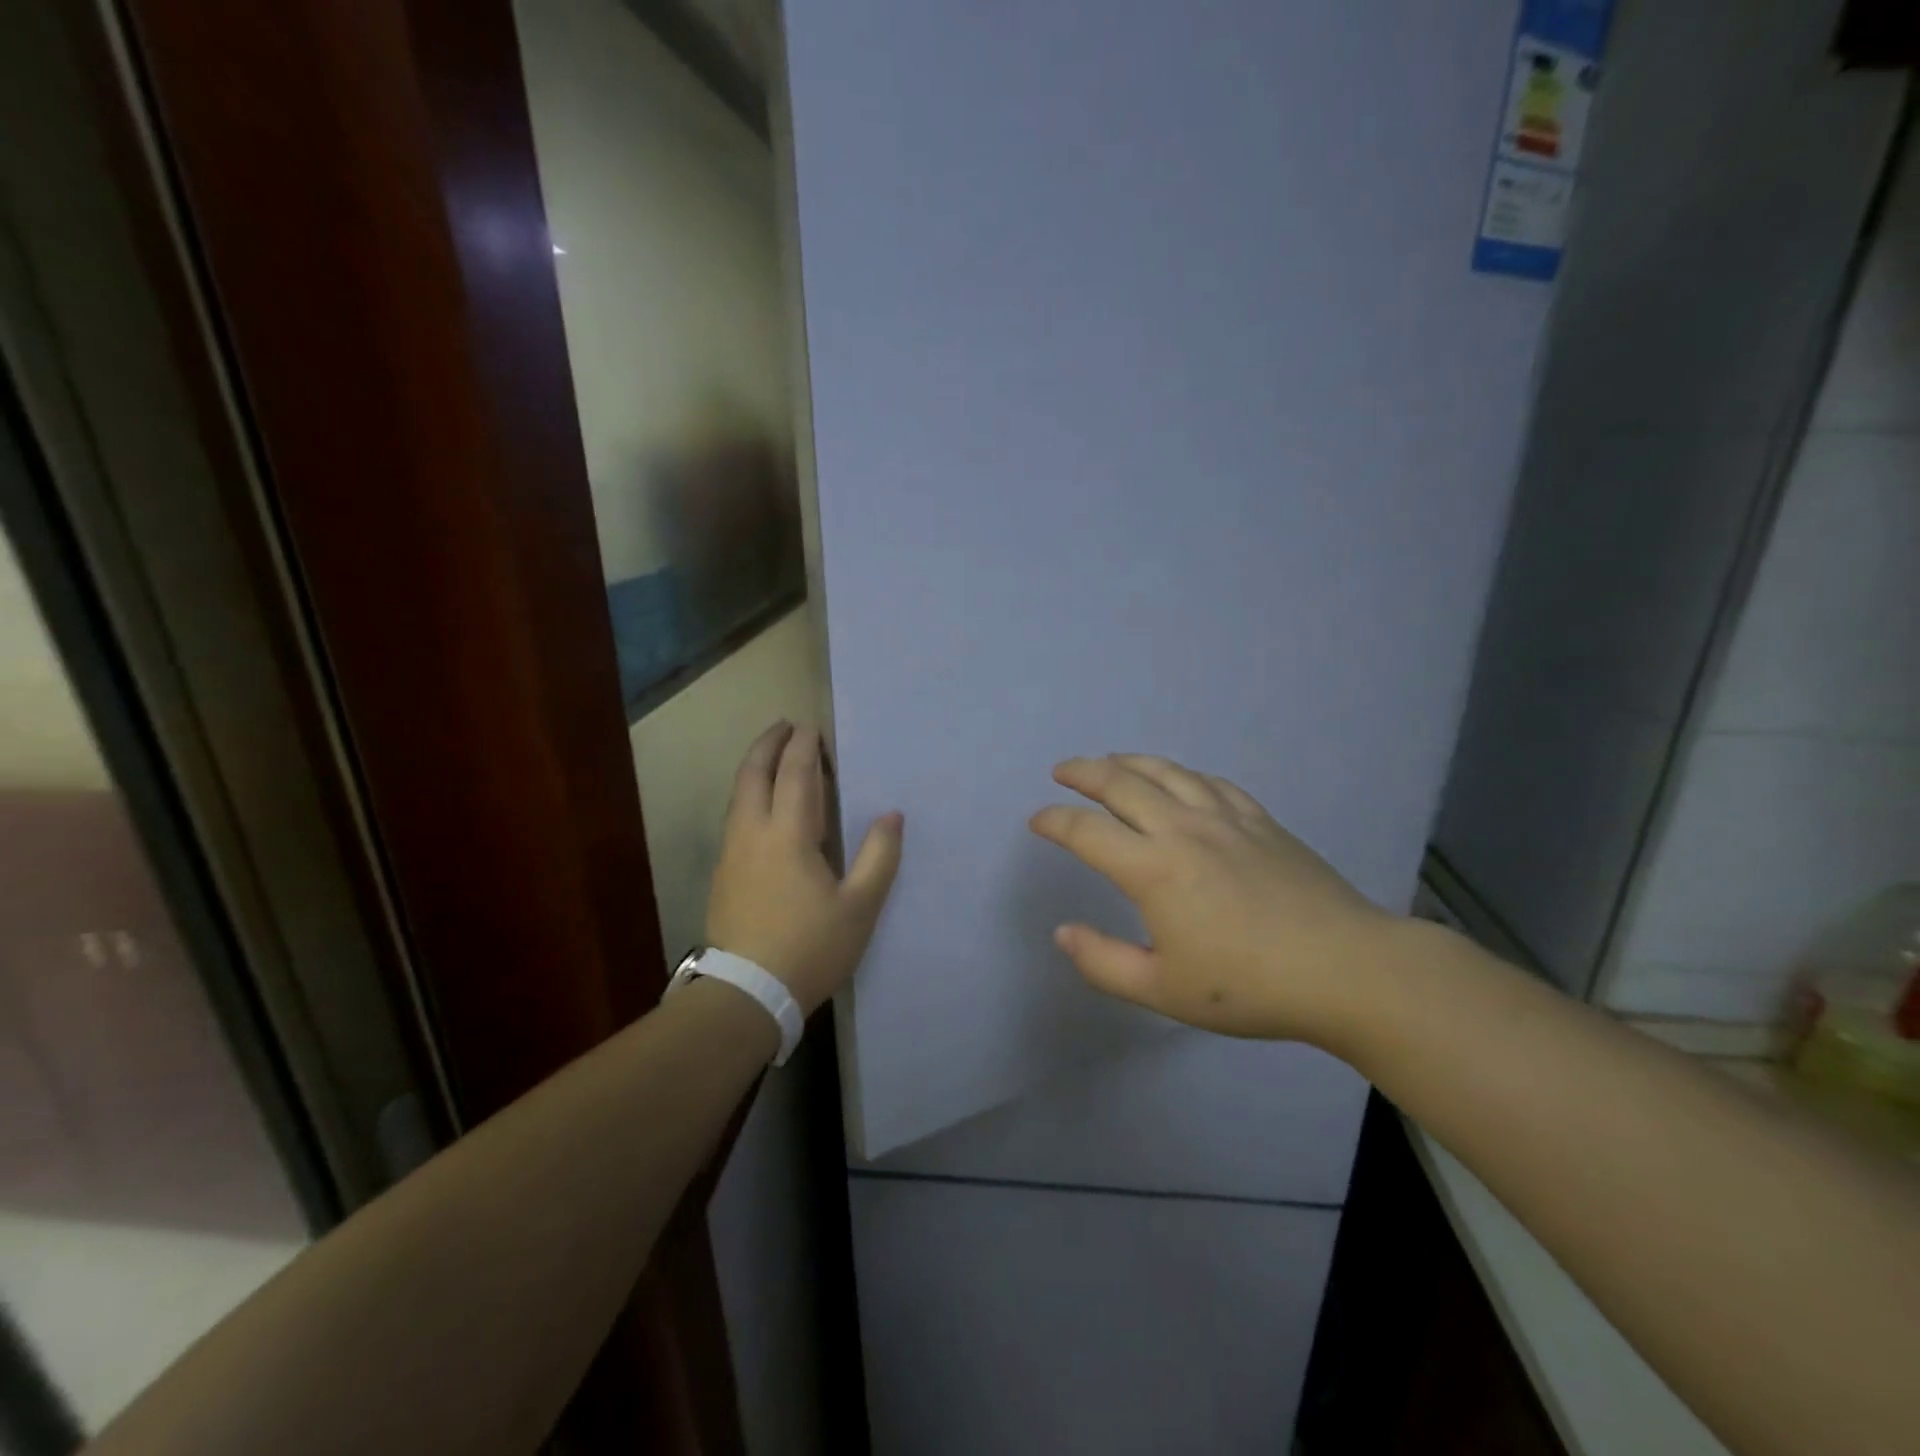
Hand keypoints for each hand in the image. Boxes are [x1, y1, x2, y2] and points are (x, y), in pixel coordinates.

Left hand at [707, 722, 903, 1014]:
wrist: (747, 994)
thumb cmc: (811, 947)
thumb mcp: (860, 907)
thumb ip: (879, 856)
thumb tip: (892, 815)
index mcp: (789, 835)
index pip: (796, 774)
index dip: (805, 747)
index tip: (813, 728)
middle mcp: (752, 833)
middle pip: (753, 773)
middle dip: (768, 744)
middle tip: (786, 726)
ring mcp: (731, 853)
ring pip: (738, 795)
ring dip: (755, 767)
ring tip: (774, 759)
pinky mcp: (723, 874)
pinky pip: (735, 817)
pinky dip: (749, 795)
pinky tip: (762, 808)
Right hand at [1029, 754, 1401, 1045]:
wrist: (1346, 969)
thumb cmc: (1249, 986)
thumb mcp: (1162, 990)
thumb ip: (1103, 962)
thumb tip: (1063, 932)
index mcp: (1153, 869)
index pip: (1086, 832)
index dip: (1054, 821)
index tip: (1037, 820)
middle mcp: (1183, 830)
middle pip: (1122, 784)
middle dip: (1084, 772)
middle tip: (1062, 770)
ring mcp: (1226, 819)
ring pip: (1167, 773)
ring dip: (1130, 762)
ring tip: (1110, 761)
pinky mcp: (1261, 821)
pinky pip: (1212, 783)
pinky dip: (1183, 774)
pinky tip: (1180, 780)